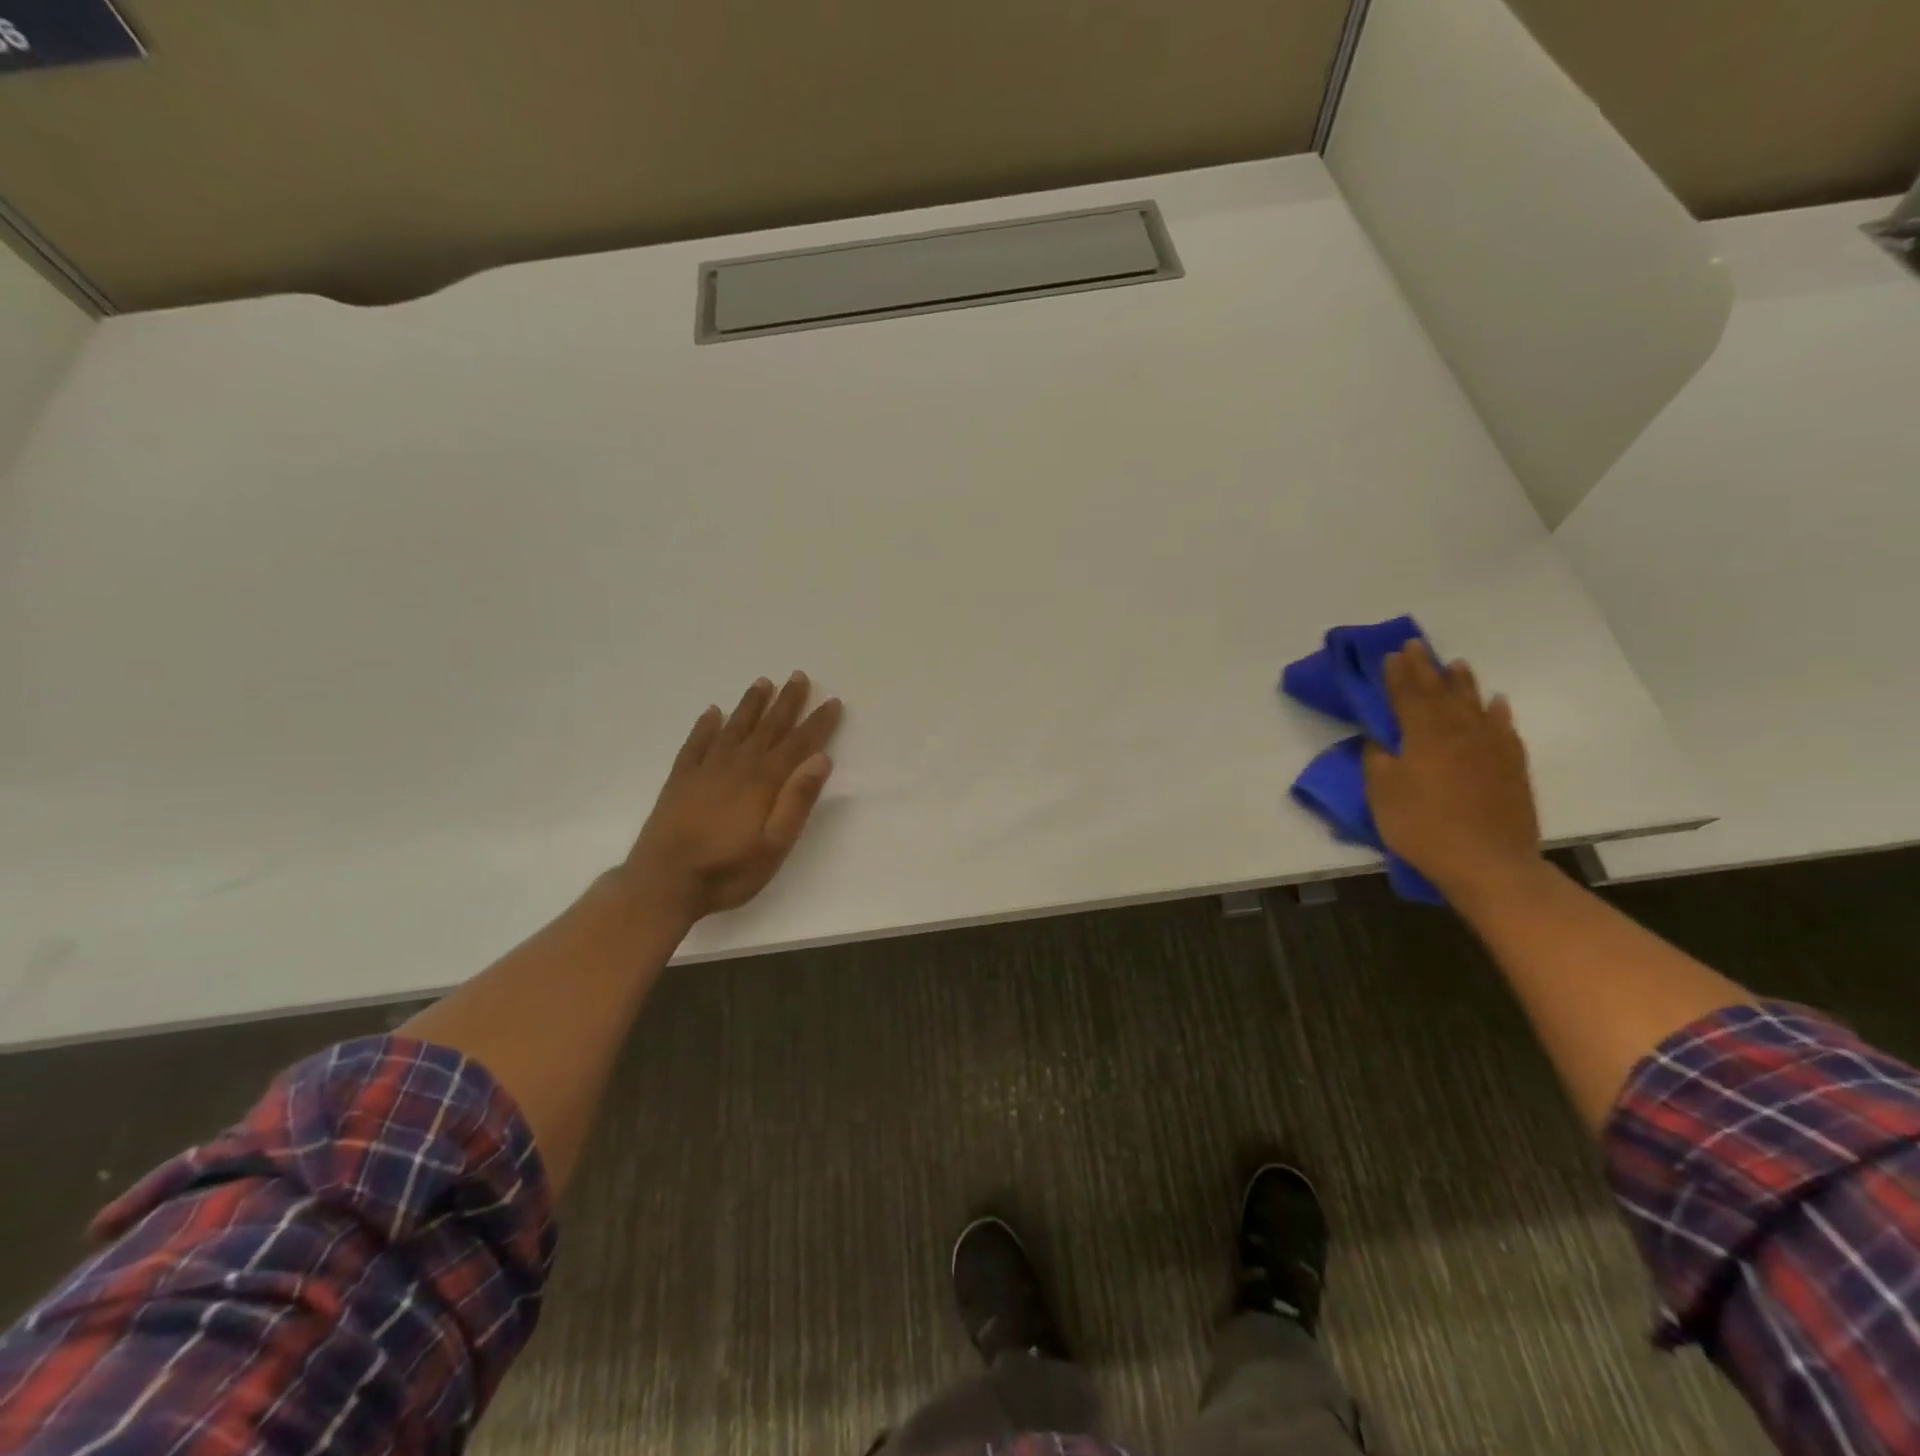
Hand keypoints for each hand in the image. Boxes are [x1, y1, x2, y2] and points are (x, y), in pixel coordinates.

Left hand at [620, 672, 843, 926]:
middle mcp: (737, 766)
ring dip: (750, 705)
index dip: (817, 723)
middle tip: (798, 676)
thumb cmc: (728, 870)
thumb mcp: (775, 845)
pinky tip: (712, 713)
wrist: (663, 883)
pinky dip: (706, 726)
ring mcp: (705, 770)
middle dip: (786, 702)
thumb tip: (820, 759)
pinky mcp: (680, 780)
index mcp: (764, 782)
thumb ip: (797, 800)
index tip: (832, 701)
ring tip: (762, 682)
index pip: (798, 744)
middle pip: (767, 728)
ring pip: (734, 728)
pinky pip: (696, 743)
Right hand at [1362, 642, 1541, 902]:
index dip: (1397, 675)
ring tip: (1455, 664)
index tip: (1391, 654)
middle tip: (1417, 645)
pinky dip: (1497, 712)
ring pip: (1474, 704)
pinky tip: (1495, 703)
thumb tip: (1379, 741)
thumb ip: (1377, 762)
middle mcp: (1459, 732)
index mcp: (1423, 736)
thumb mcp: (1382, 795)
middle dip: (1425, 669)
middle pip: (1440, 693)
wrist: (1488, 863)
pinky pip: (1504, 729)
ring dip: (1462, 683)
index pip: (1407, 696)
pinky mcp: (1512, 766)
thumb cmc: (1423, 827)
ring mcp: (1490, 748)